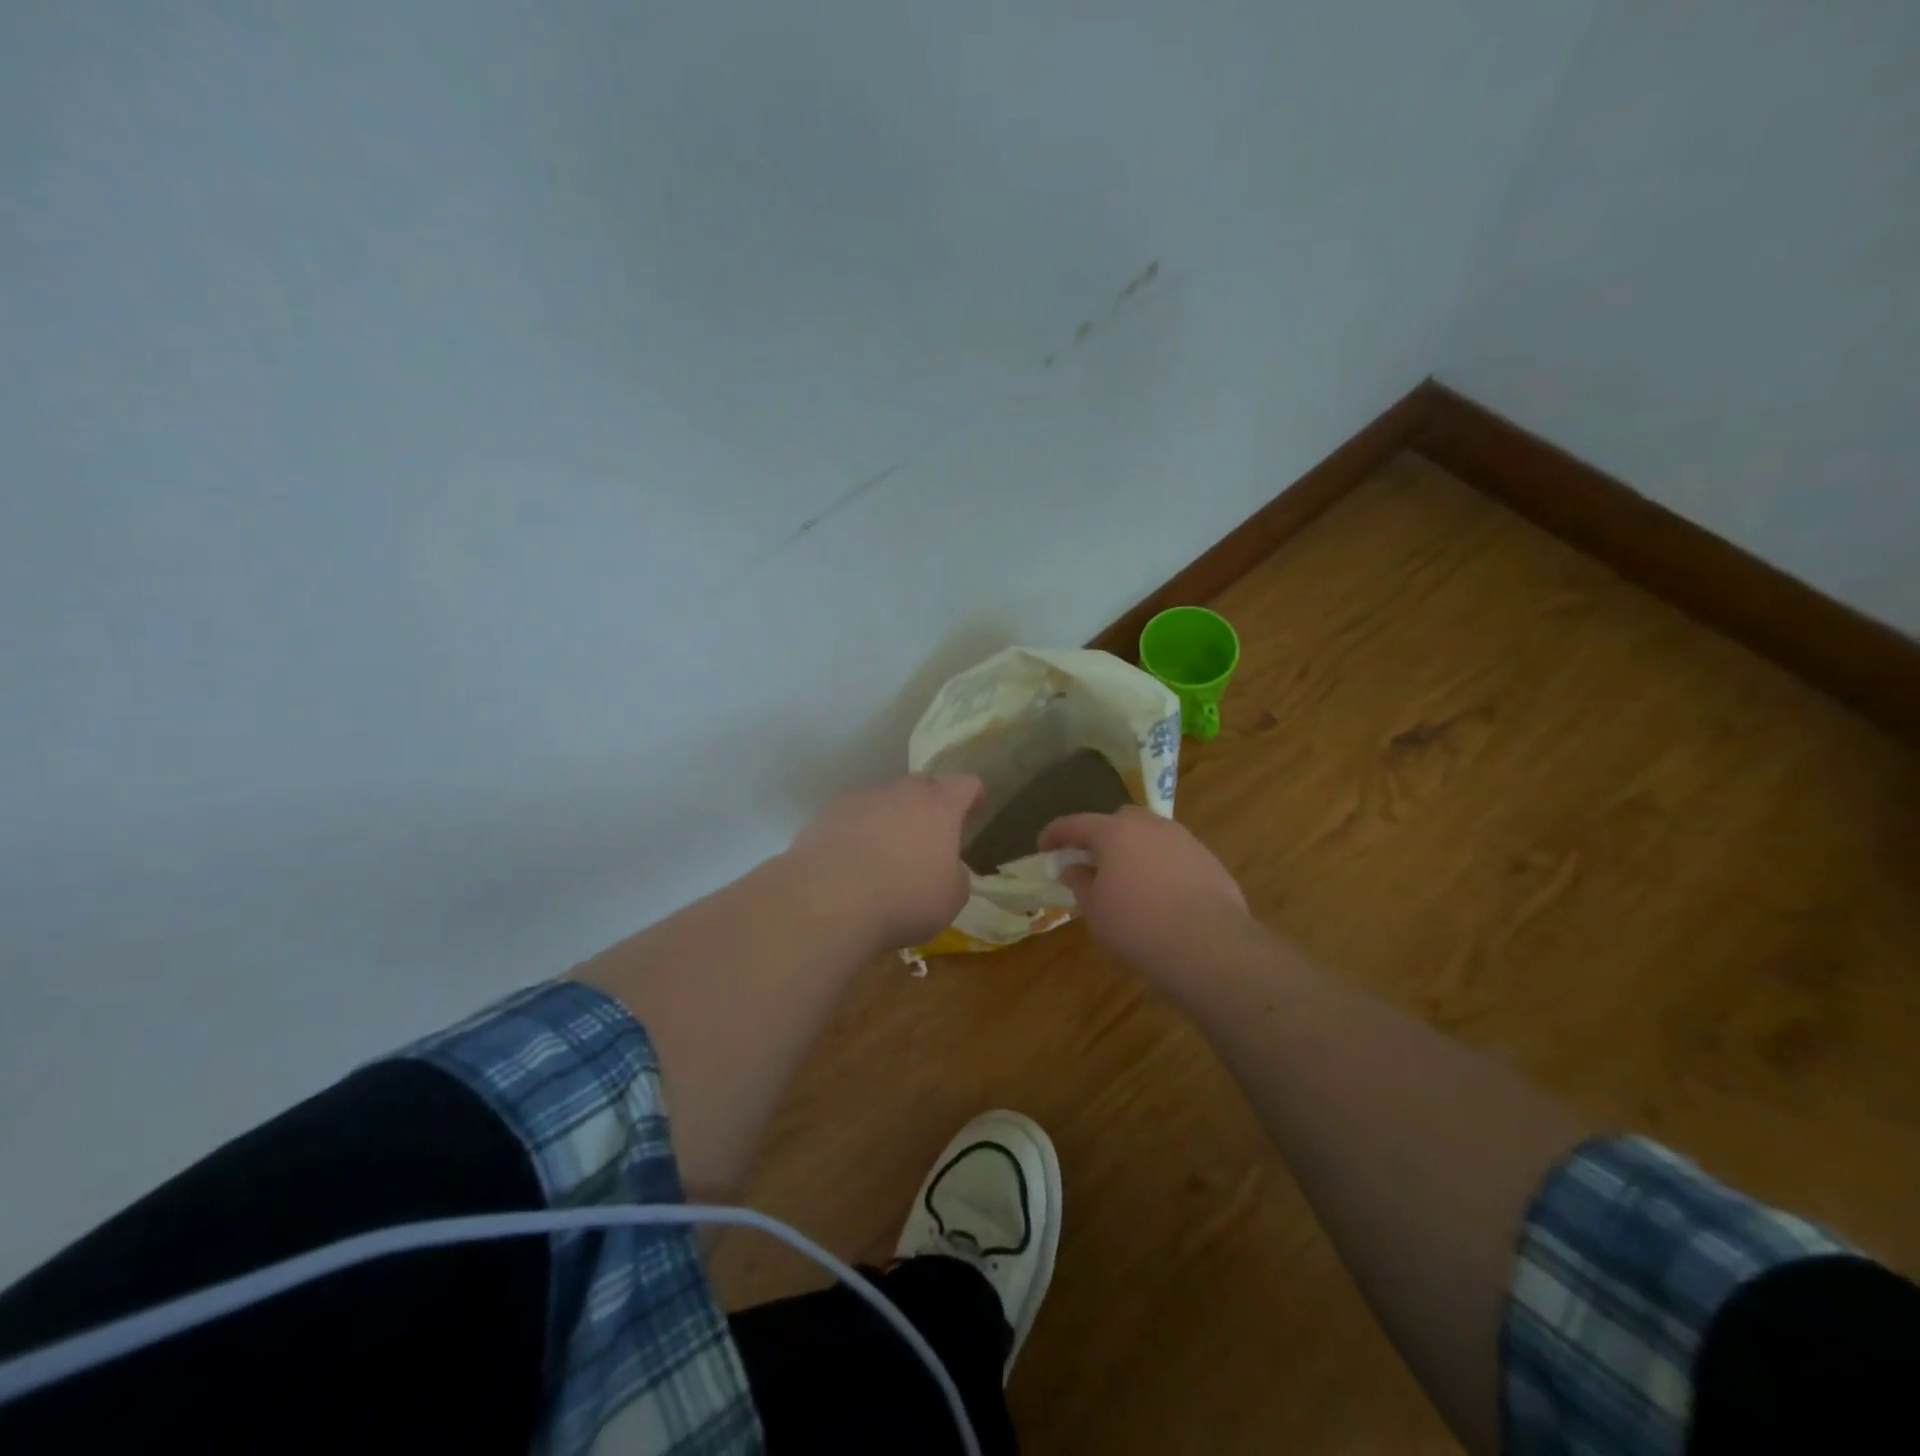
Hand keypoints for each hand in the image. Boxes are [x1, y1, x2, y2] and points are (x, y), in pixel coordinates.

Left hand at [790, 773, 984, 948]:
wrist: (829, 899)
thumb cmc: (904, 898)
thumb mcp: (950, 899)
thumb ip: (956, 877)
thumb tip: (948, 869)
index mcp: (940, 807)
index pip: (966, 784)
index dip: (973, 796)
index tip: (975, 810)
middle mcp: (901, 793)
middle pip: (922, 786)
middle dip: (929, 805)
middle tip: (929, 836)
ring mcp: (860, 800)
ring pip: (883, 801)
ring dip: (889, 820)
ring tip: (884, 856)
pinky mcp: (826, 815)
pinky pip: (851, 819)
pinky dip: (856, 834)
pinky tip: (851, 865)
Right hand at [1039, 806, 1248, 976]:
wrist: (1209, 947)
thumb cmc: (1138, 926)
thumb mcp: (1095, 910)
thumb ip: (1080, 882)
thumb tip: (1073, 867)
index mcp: (1115, 832)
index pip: (1075, 824)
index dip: (1055, 834)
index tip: (1043, 846)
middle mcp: (1150, 825)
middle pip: (1118, 821)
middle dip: (1102, 836)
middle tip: (1092, 862)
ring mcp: (1184, 840)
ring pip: (1150, 836)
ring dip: (1134, 851)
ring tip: (1129, 880)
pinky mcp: (1209, 860)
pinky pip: (1174, 856)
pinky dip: (1161, 867)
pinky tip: (1161, 895)